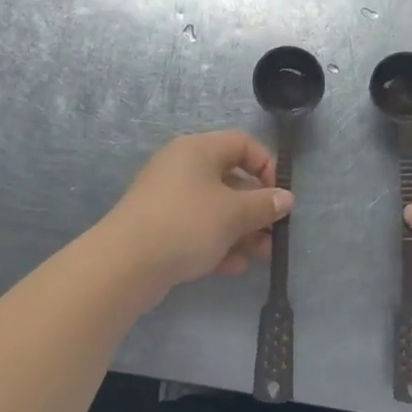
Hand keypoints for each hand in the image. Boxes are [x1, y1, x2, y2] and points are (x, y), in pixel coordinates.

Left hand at [104, 131, 291, 294]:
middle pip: (230, 179)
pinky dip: (216, 243)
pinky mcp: (158, 227)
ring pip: (214, 208)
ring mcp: (168, 198)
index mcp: (198, 150)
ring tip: (260, 256)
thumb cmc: (186, 224)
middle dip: (256, 208)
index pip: (242, 144)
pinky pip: (196, 229)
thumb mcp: (233, 213)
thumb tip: (286, 198)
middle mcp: (182, 167)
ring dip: (241, 231)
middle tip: (274, 233)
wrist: (125, 264)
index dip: (267, 165)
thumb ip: (264, 204)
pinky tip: (232, 267)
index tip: (280, 195)